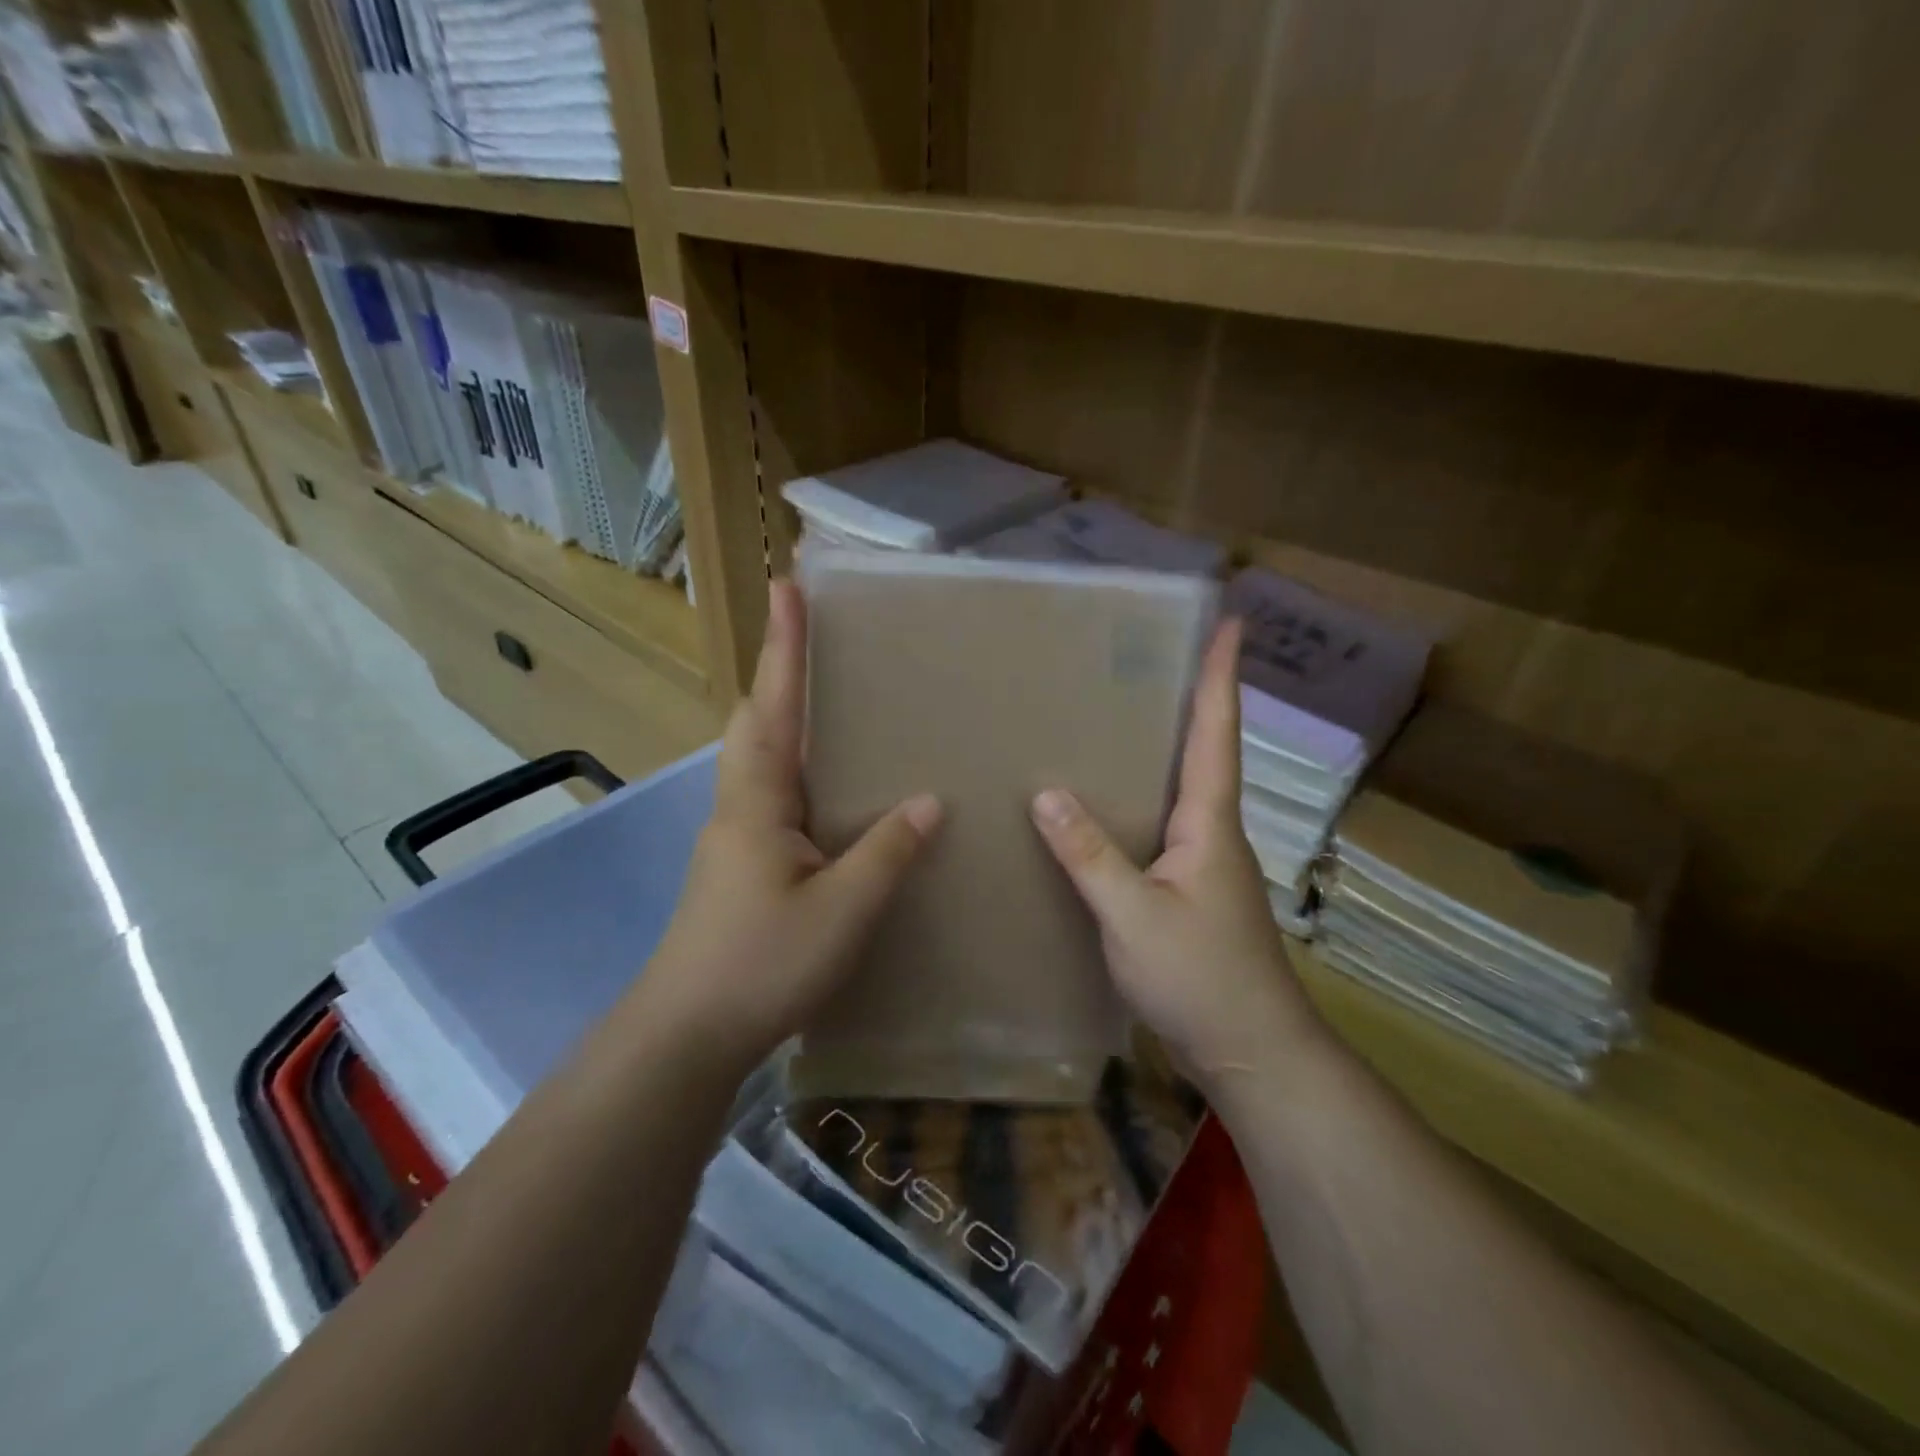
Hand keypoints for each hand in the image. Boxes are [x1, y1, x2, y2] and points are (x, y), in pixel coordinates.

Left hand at [644, 580, 941, 1070]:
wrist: (687, 1033)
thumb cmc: (762, 963)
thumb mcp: (842, 909)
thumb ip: (887, 852)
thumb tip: (928, 801)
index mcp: (758, 801)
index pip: (775, 706)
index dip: (785, 646)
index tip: (787, 586)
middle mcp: (740, 805)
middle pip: (756, 721)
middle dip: (780, 674)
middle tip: (812, 640)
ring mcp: (735, 837)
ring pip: (760, 759)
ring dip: (784, 718)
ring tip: (827, 702)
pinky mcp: (740, 866)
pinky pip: (771, 795)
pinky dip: (796, 768)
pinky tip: (829, 792)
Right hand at [1029, 619, 1326, 1085]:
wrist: (1251, 1052)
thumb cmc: (1201, 978)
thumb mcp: (1133, 915)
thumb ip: (1090, 855)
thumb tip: (1046, 793)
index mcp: (1211, 823)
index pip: (1217, 733)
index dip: (1222, 676)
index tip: (1232, 622)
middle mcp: (1214, 832)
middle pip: (1205, 750)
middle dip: (1195, 697)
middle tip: (1160, 655)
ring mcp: (1205, 864)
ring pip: (1184, 790)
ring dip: (1169, 747)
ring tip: (1125, 715)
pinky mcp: (1190, 891)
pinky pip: (1164, 827)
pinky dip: (1142, 800)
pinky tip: (1108, 806)